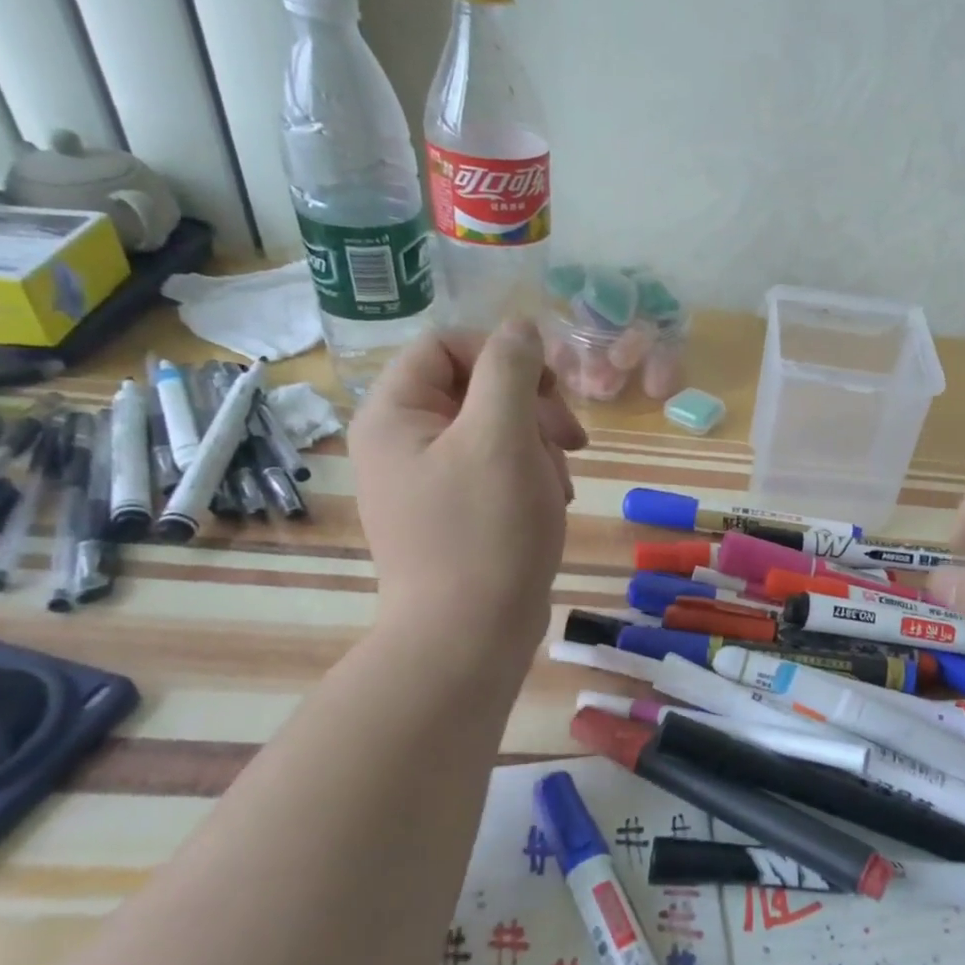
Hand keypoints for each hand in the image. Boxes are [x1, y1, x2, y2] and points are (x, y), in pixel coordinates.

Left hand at [349, 319, 586, 652]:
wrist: (470, 637)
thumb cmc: (486, 531)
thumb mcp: (502, 436)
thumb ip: (511, 369)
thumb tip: (521, 327)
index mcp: (395, 414)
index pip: (447, 346)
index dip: (504, 354)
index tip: (550, 389)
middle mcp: (402, 442)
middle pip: (476, 388)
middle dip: (531, 408)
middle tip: (570, 441)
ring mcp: (427, 481)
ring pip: (495, 431)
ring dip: (538, 447)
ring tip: (557, 487)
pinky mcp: (454, 514)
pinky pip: (496, 471)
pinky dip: (529, 478)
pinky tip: (548, 505)